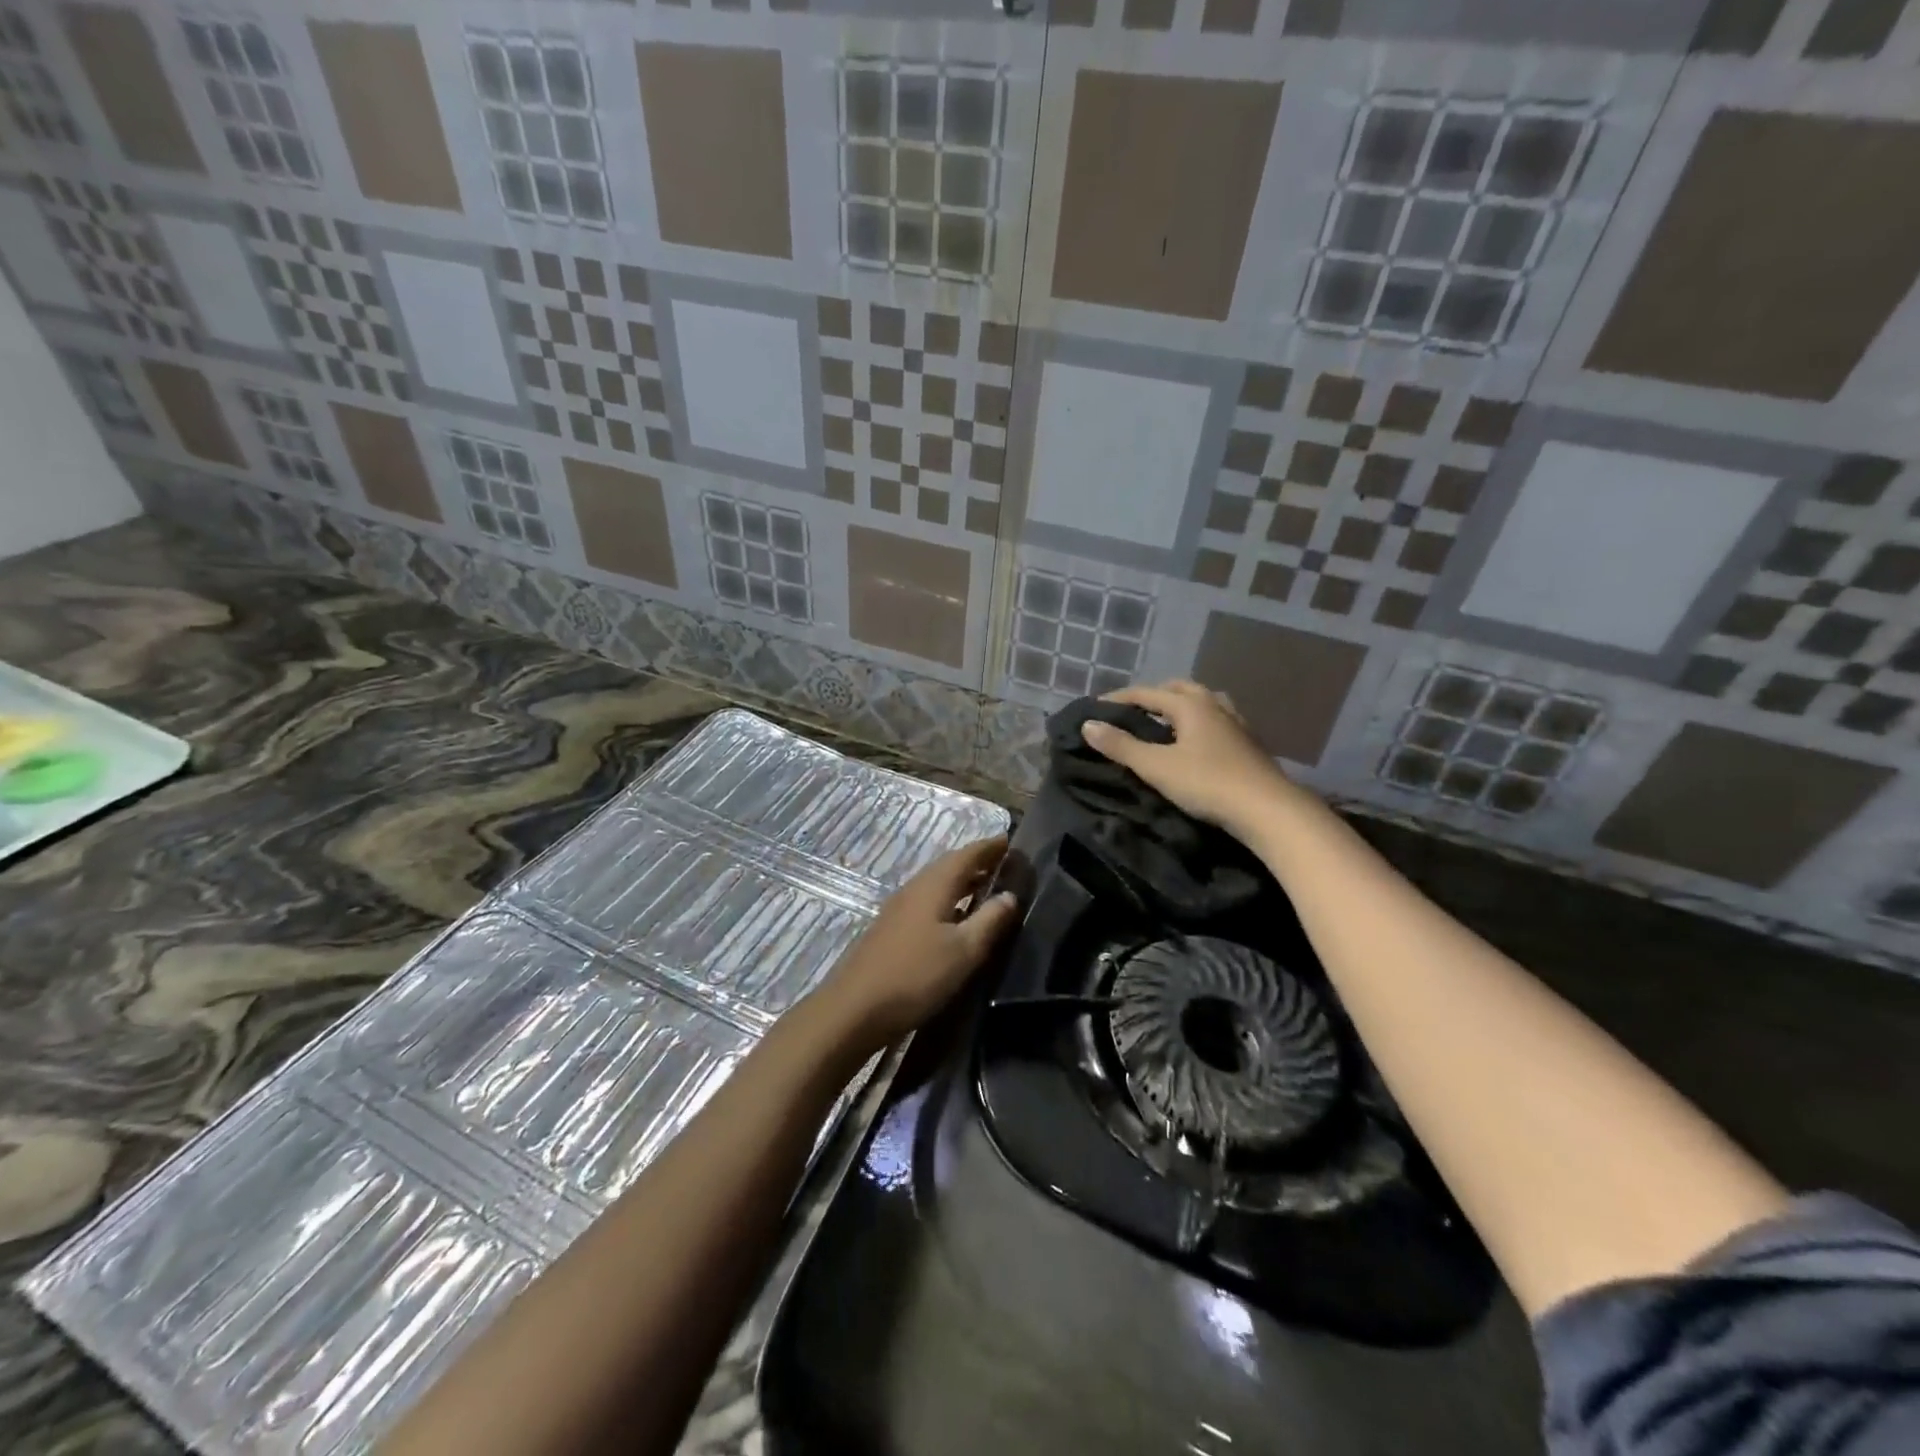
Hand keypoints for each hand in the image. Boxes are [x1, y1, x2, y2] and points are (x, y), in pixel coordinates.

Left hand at [810, 837, 1018, 1052]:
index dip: (989, 847)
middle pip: (948, 867)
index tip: (1010, 840)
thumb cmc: (915, 976)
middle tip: (1004, 865)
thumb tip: (1010, 894)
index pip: (966, 855)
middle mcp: (914, 889)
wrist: (854, 1010)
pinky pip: (926, 903)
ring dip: (962, 883)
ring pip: (936, 886)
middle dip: (976, 863)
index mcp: (933, 886)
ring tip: (986, 889)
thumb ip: (990, 920)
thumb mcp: (963, 951)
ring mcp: (898, 910)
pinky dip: (948, 901)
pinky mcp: (890, 931)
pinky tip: (955, 920)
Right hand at [1080, 681, 1297, 837]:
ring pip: (1204, 703)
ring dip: (1182, 707)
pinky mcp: (1249, 746)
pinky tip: (1197, 744)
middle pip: (1180, 689)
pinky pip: (1218, 722)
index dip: (1119, 699)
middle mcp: (1215, 707)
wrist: (1268, 810)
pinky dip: (1200, 724)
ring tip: (1166, 723)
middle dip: (1154, 695)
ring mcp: (1237, 725)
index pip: (1147, 693)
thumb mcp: (1156, 766)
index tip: (1096, 708)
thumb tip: (1088, 725)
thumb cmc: (1207, 783)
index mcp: (1191, 705)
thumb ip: (1121, 746)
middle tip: (1133, 711)